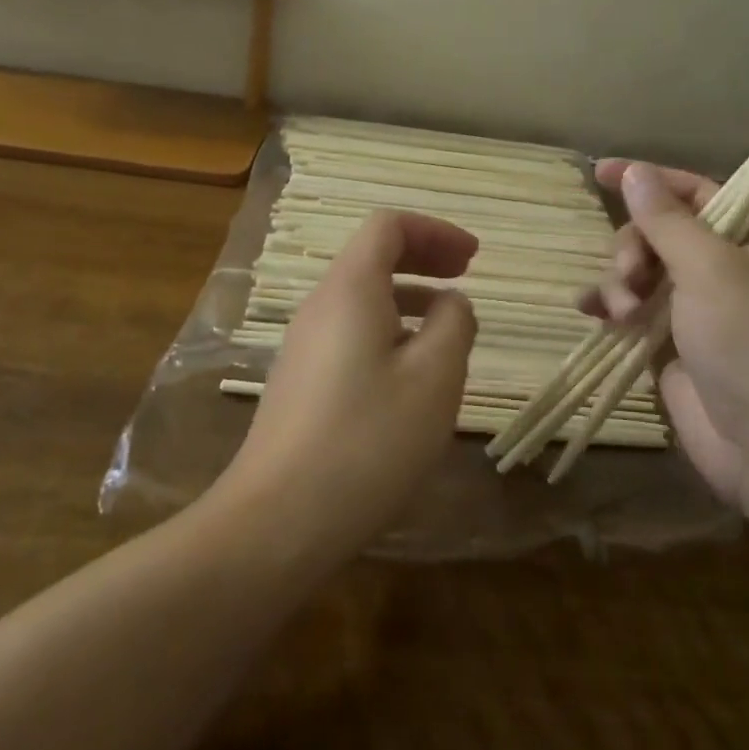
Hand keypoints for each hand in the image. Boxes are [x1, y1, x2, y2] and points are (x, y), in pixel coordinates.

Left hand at [219, 210, 478, 564]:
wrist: (276, 522)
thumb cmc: (367, 441)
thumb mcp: (434, 378)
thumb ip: (454, 324)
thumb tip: (451, 304)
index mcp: (350, 289)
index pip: (388, 227)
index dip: (435, 231)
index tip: (473, 260)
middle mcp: (320, 306)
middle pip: (373, 257)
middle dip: (423, 259)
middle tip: (464, 279)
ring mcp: (304, 346)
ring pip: (362, 298)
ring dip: (408, 298)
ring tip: (447, 332)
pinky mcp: (300, 383)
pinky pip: (350, 333)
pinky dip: (389, 331)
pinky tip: (410, 378)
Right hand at [580, 161, 748, 504]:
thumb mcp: (710, 268)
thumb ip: (667, 219)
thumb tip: (634, 172)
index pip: (695, 191)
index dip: (649, 179)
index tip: (601, 172)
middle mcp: (727, 268)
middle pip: (661, 232)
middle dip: (635, 247)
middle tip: (631, 274)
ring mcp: (698, 309)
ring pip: (642, 271)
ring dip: (622, 282)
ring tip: (622, 311)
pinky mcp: (673, 345)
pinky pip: (632, 310)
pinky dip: (612, 307)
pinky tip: (593, 313)